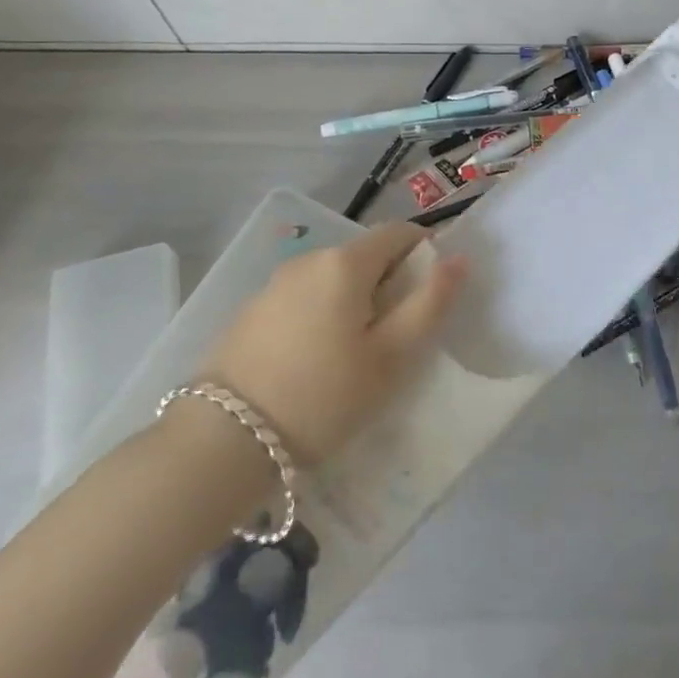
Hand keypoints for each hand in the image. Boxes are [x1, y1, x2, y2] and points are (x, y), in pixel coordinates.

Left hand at [196, 223, 467, 463]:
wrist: (220, 444)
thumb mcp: (391, 358)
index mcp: (346, 262)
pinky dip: (319, 317)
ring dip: (353, 303)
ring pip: (332, 279)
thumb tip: (458, 259)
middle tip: (392, 341)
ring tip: (352, 359)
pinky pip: (302, 299)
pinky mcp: (250, 312)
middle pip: (365, 256)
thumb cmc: (322, 398)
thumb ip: (430, 303)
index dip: (424, 256)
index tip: (427, 301)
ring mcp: (274, 283)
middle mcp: (309, 259)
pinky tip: (311, 365)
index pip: (400, 233)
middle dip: (388, 285)